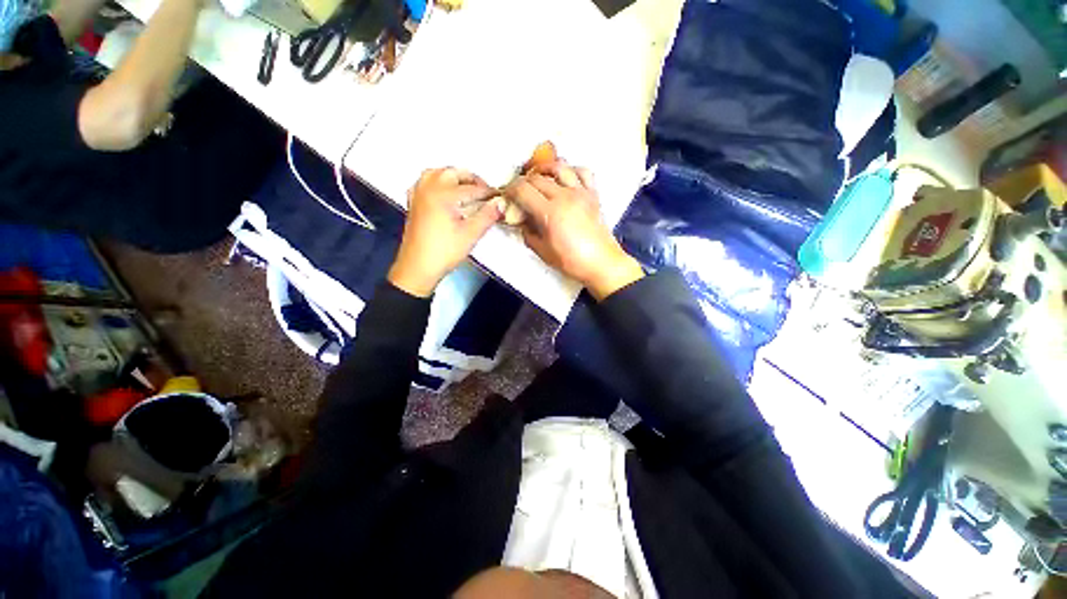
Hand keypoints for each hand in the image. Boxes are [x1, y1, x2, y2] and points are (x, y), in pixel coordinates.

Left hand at [388, 168, 503, 296]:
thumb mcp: (471, 234)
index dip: (488, 193)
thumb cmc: (443, 252)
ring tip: (466, 188)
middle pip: (452, 173)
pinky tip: (444, 192)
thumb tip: (501, 203)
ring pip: (436, 173)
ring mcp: (418, 195)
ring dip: (453, 176)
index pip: (472, 188)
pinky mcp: (413, 204)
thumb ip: (487, 215)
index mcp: (442, 195)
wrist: (418, 268)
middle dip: (471, 179)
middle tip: (485, 191)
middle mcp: (428, 189)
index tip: (499, 197)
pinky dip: (437, 182)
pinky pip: (424, 182)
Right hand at [506, 162, 643, 299]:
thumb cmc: (572, 261)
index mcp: (550, 212)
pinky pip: (583, 172)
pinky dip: (571, 170)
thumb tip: (522, 221)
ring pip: (559, 167)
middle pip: (537, 178)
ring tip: (538, 176)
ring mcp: (581, 193)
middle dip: (523, 181)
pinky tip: (565, 177)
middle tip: (519, 190)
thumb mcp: (543, 251)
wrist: (601, 263)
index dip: (510, 190)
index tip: (507, 195)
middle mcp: (565, 196)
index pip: (523, 190)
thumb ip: (528, 233)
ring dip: (545, 168)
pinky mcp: (593, 194)